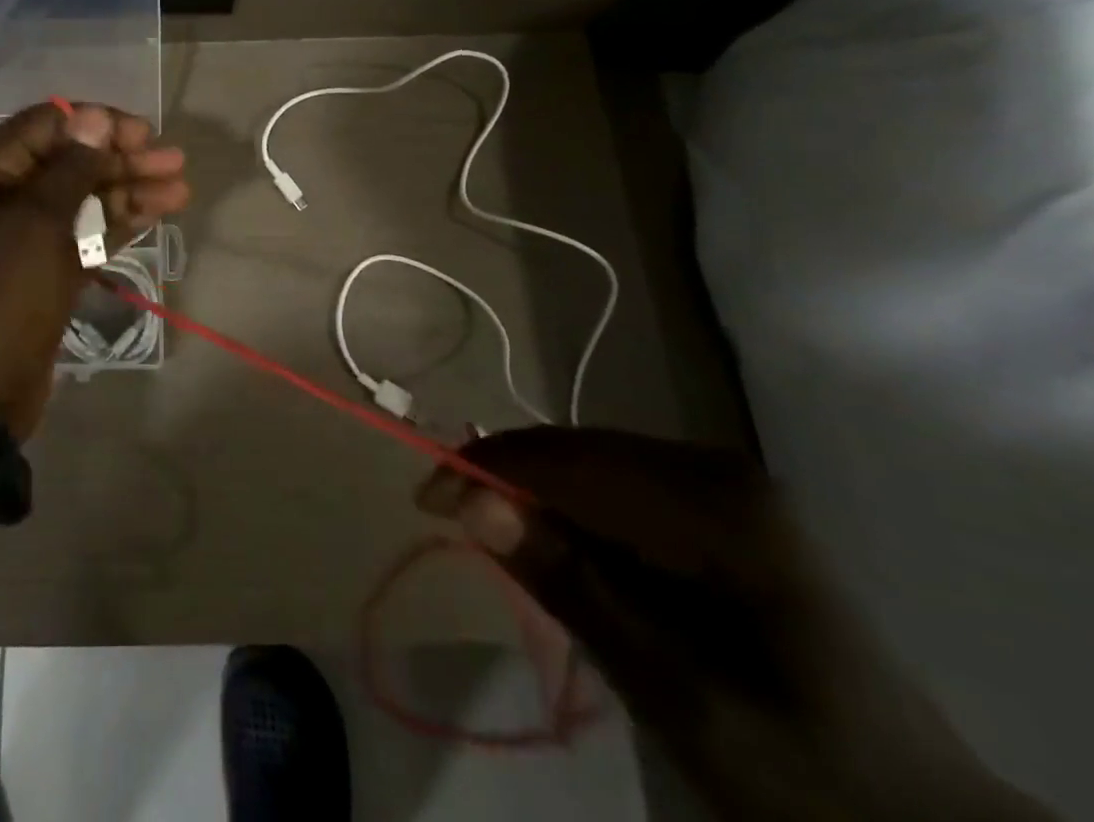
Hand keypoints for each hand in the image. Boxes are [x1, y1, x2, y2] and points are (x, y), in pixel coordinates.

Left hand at [0, 101, 188, 438]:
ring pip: (81, 199)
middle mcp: (2, 196)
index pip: (47, 124)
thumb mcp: (36, 223)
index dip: (96, 124)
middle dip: (121, 159)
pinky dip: (116, 224)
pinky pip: (82, 235)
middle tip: (174, 163)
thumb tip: (94, 116)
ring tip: (179, 190)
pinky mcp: (42, 271)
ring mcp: (23, 236)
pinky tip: (154, 215)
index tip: (143, 135)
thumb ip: (70, 168)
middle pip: (69, 161)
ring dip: (128, 191)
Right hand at [420, 428, 1054, 821]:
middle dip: (507, 480)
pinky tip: (563, 553)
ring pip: (590, 466)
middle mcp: (716, 470)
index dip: (487, 468)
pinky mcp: (719, 510)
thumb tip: (471, 502)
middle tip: (451, 522)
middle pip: (577, 453)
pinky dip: (573, 515)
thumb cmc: (805, 776)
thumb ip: (574, 589)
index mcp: (719, 504)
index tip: (424, 500)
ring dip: (536, 498)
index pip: (570, 459)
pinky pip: (618, 489)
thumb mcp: (679, 699)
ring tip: (497, 539)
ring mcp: (722, 487)